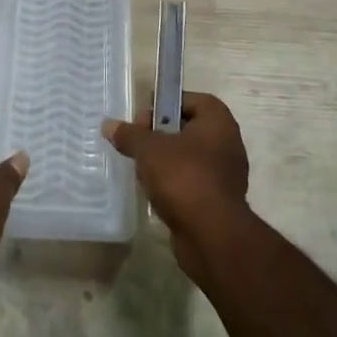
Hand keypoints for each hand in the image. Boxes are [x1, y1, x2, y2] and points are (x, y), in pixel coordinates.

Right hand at [103, 92, 249, 279]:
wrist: (212, 237)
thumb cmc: (184, 178)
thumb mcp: (149, 150)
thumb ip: (129, 135)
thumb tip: (108, 125)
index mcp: (218, 122)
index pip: (191, 99)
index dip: (166, 104)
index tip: (143, 118)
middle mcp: (227, 143)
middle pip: (188, 129)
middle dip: (161, 136)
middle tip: (138, 144)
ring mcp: (226, 175)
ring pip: (189, 158)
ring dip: (165, 162)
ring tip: (142, 171)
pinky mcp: (219, 202)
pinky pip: (193, 183)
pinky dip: (175, 185)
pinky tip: (154, 194)